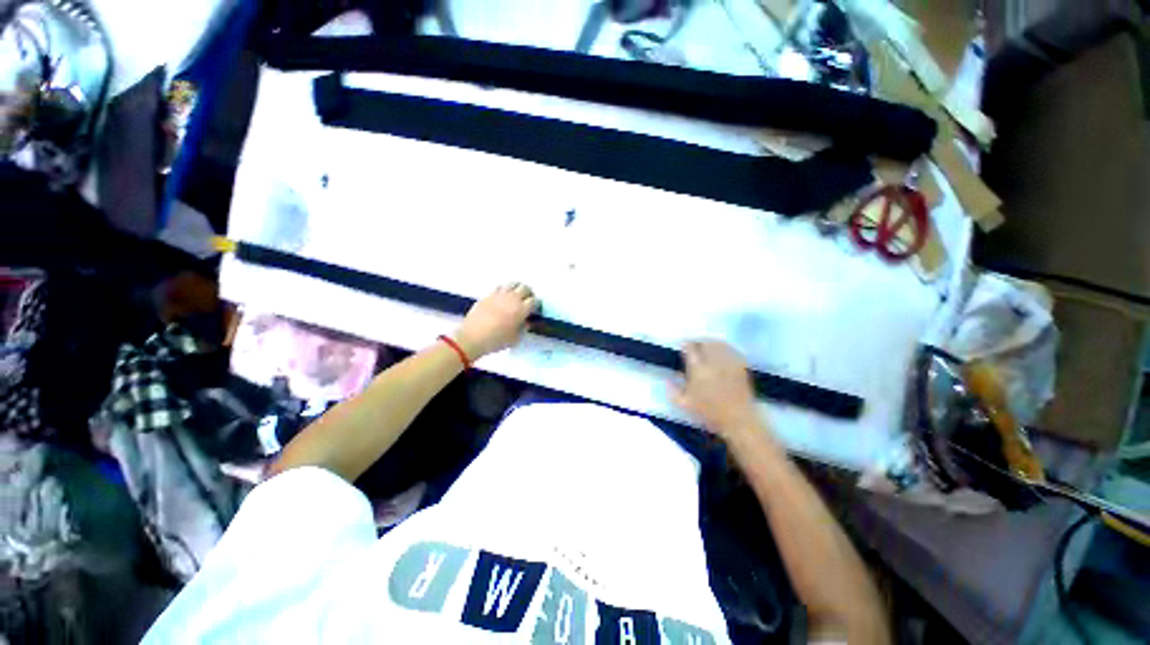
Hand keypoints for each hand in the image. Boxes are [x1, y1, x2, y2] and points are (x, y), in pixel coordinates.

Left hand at [454, 283, 538, 359]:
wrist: (473, 338)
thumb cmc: (497, 340)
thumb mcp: (515, 338)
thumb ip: (523, 327)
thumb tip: (526, 321)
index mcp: (521, 309)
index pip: (534, 301)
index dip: (537, 304)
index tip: (535, 310)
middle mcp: (512, 298)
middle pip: (525, 288)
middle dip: (529, 294)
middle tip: (527, 301)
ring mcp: (499, 295)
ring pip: (512, 284)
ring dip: (517, 289)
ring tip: (516, 296)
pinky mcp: (488, 295)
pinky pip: (500, 287)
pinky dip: (504, 290)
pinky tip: (502, 297)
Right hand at [671, 341, 761, 439]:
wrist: (738, 420)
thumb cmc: (709, 412)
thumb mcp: (684, 404)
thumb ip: (673, 390)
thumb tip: (668, 379)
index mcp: (698, 370)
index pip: (690, 348)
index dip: (685, 345)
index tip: (683, 347)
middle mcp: (713, 362)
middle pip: (705, 342)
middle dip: (698, 341)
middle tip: (694, 345)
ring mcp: (728, 363)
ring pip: (718, 343)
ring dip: (711, 342)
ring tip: (706, 346)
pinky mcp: (741, 366)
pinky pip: (731, 350)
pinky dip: (724, 348)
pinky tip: (721, 352)